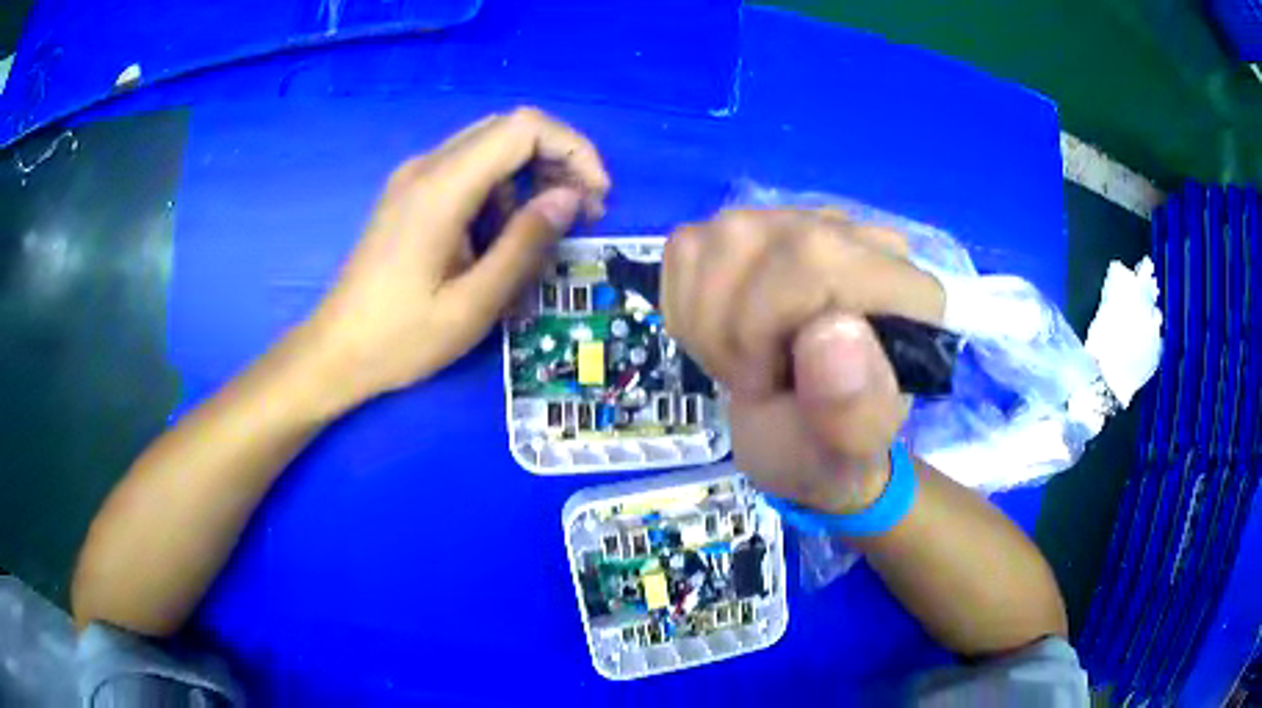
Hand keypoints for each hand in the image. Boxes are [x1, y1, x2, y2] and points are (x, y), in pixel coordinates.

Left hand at [303, 108, 610, 411]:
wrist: (336, 351)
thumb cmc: (400, 338)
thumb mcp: (473, 304)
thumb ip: (525, 244)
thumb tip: (571, 198)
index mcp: (441, 187)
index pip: (523, 128)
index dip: (573, 150)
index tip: (597, 197)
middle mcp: (426, 167)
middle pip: (509, 129)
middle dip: (557, 160)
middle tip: (582, 212)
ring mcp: (414, 178)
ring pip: (490, 148)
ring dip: (529, 177)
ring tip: (544, 231)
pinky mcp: (409, 195)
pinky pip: (468, 171)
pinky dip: (500, 190)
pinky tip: (500, 236)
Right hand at [662, 209, 945, 512]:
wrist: (797, 439)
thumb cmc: (826, 449)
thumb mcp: (845, 455)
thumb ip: (854, 407)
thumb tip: (832, 330)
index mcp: (902, 287)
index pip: (810, 259)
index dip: (768, 328)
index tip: (778, 380)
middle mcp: (856, 236)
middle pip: (753, 243)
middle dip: (735, 331)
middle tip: (762, 377)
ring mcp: (796, 222)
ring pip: (713, 243)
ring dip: (711, 325)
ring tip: (751, 361)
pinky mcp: (743, 229)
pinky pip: (686, 250)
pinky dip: (690, 310)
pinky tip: (727, 336)